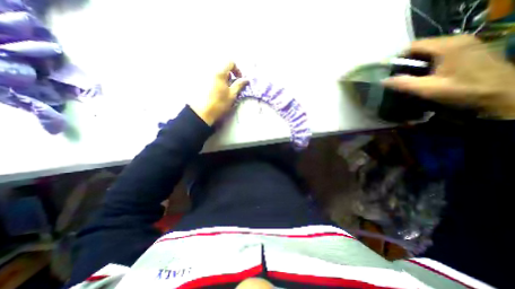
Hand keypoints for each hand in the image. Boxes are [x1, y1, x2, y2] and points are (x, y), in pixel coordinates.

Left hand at [193, 62, 249, 125]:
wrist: (201, 113)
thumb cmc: (219, 104)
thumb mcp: (232, 95)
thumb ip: (239, 85)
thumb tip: (246, 79)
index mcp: (219, 72)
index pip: (230, 62)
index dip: (237, 69)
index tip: (239, 79)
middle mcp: (210, 70)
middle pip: (222, 66)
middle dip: (229, 74)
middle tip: (231, 85)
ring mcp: (203, 75)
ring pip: (216, 71)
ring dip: (222, 78)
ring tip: (223, 89)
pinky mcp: (198, 81)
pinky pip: (209, 76)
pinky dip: (215, 80)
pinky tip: (215, 91)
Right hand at [381, 35, 514, 119]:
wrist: (505, 94)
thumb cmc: (464, 90)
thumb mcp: (428, 89)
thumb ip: (404, 84)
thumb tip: (383, 81)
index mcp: (447, 46)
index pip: (413, 45)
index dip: (398, 57)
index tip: (389, 71)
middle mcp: (457, 39)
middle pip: (422, 47)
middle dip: (407, 61)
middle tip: (398, 76)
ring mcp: (466, 43)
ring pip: (431, 50)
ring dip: (418, 62)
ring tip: (411, 76)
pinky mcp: (470, 50)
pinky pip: (441, 52)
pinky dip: (429, 62)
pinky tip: (427, 74)